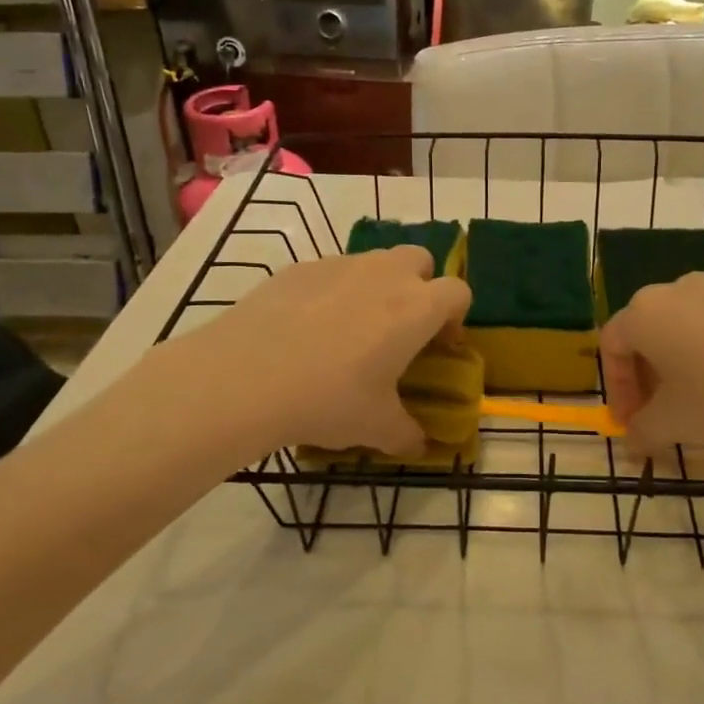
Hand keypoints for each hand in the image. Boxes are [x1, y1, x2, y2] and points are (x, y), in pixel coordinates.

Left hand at [195, 247, 470, 454]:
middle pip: (419, 259)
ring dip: (375, 287)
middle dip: (419, 286)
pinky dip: (331, 292)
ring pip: (373, 262)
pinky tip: (305, 329)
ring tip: (349, 330)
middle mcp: (384, 275)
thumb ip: (407, 434)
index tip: (439, 346)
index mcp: (416, 308)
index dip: (455, 317)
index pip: (459, 291)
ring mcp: (339, 265)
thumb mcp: (375, 427)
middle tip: (400, 328)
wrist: (244, 378)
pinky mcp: (298, 268)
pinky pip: (329, 272)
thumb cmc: (327, 399)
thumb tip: (419, 444)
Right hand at [599, 273, 703, 453]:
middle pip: (647, 334)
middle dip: (647, 378)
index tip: (631, 424)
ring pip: (685, 329)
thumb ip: (645, 430)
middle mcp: (677, 290)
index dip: (616, 389)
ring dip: (681, 366)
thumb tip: (635, 439)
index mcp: (646, 312)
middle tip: (660, 416)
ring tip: (701, 404)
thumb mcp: (677, 424)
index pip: (611, 346)